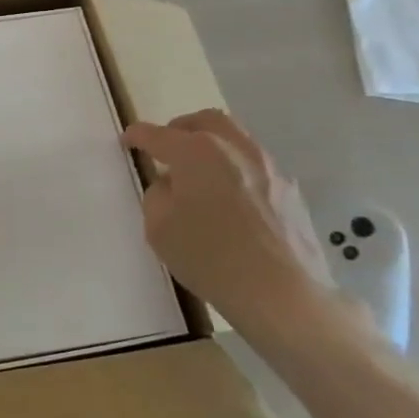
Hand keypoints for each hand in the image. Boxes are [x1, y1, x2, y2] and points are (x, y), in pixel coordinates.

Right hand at [122, 110, 333, 335]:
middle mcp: (235, 149)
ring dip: (212, 147)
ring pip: (236, 139)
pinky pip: (255, 167)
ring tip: (199, 174)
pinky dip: (235, 170)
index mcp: (197, 152)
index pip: (158, 135)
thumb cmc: (210, 258)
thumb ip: (157, 195)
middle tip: (167, 147)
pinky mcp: (291, 192)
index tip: (127, 140)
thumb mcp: (159, 227)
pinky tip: (230, 199)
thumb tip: (171, 184)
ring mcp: (269, 168)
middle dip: (181, 128)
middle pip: (206, 121)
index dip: (138, 136)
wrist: (283, 295)